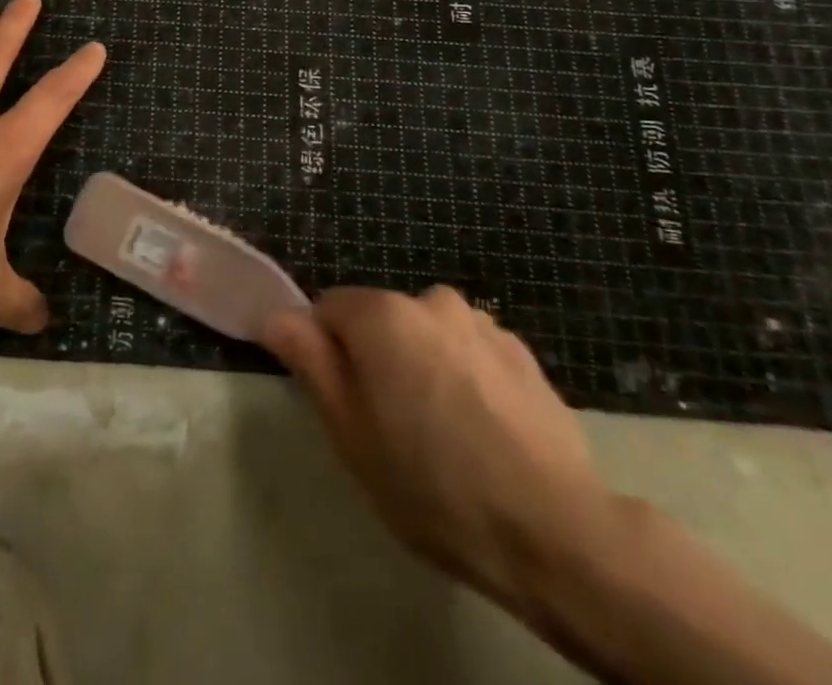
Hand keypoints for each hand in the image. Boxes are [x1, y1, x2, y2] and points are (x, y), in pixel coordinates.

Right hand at [263, 286, 621, 620]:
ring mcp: (483, 324)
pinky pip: (471, 354)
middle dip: (377, 360)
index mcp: (383, 315)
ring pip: (428, 336)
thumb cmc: (432, 485)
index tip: (342, 403)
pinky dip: (465, 379)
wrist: (554, 531)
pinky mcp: (523, 353)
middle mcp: (432, 300)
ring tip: (444, 436)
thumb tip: (277, 316)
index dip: (326, 352)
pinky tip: (483, 434)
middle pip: (382, 321)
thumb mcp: (351, 433)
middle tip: (390, 428)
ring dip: (423, 366)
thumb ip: (311, 361)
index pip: (329, 308)